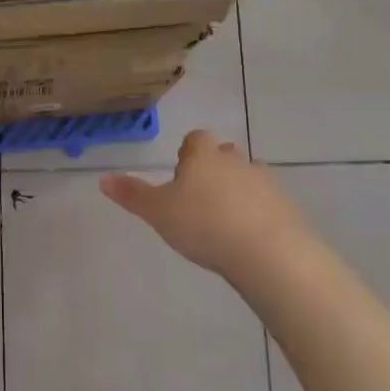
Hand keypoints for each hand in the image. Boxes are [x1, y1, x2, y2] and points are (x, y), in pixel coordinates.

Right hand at [101, 131, 312, 284]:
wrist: (267, 252)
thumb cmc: (204, 225)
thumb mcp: (158, 212)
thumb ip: (132, 195)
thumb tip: (103, 178)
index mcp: (204, 156)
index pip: (196, 139)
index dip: (187, 153)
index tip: (180, 175)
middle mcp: (237, 161)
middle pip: (224, 155)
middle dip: (212, 170)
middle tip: (198, 198)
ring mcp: (266, 182)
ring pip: (248, 177)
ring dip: (236, 191)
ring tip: (223, 220)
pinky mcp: (286, 206)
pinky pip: (267, 202)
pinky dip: (256, 212)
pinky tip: (246, 237)